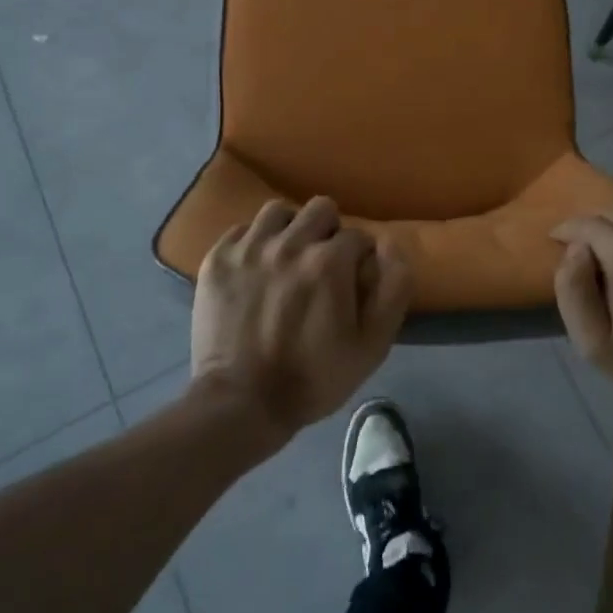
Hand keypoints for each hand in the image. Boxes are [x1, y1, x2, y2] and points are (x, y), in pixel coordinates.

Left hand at [191, 197, 410, 440]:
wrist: (240, 404)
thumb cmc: (313, 378)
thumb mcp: (372, 345)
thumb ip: (394, 288)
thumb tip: (389, 244)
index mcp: (330, 261)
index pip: (358, 236)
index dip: (359, 260)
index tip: (351, 284)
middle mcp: (290, 243)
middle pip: (321, 209)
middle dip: (328, 232)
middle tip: (321, 266)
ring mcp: (249, 248)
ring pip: (279, 211)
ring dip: (290, 229)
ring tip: (286, 258)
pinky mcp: (218, 259)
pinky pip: (242, 229)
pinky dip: (253, 243)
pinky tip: (254, 269)